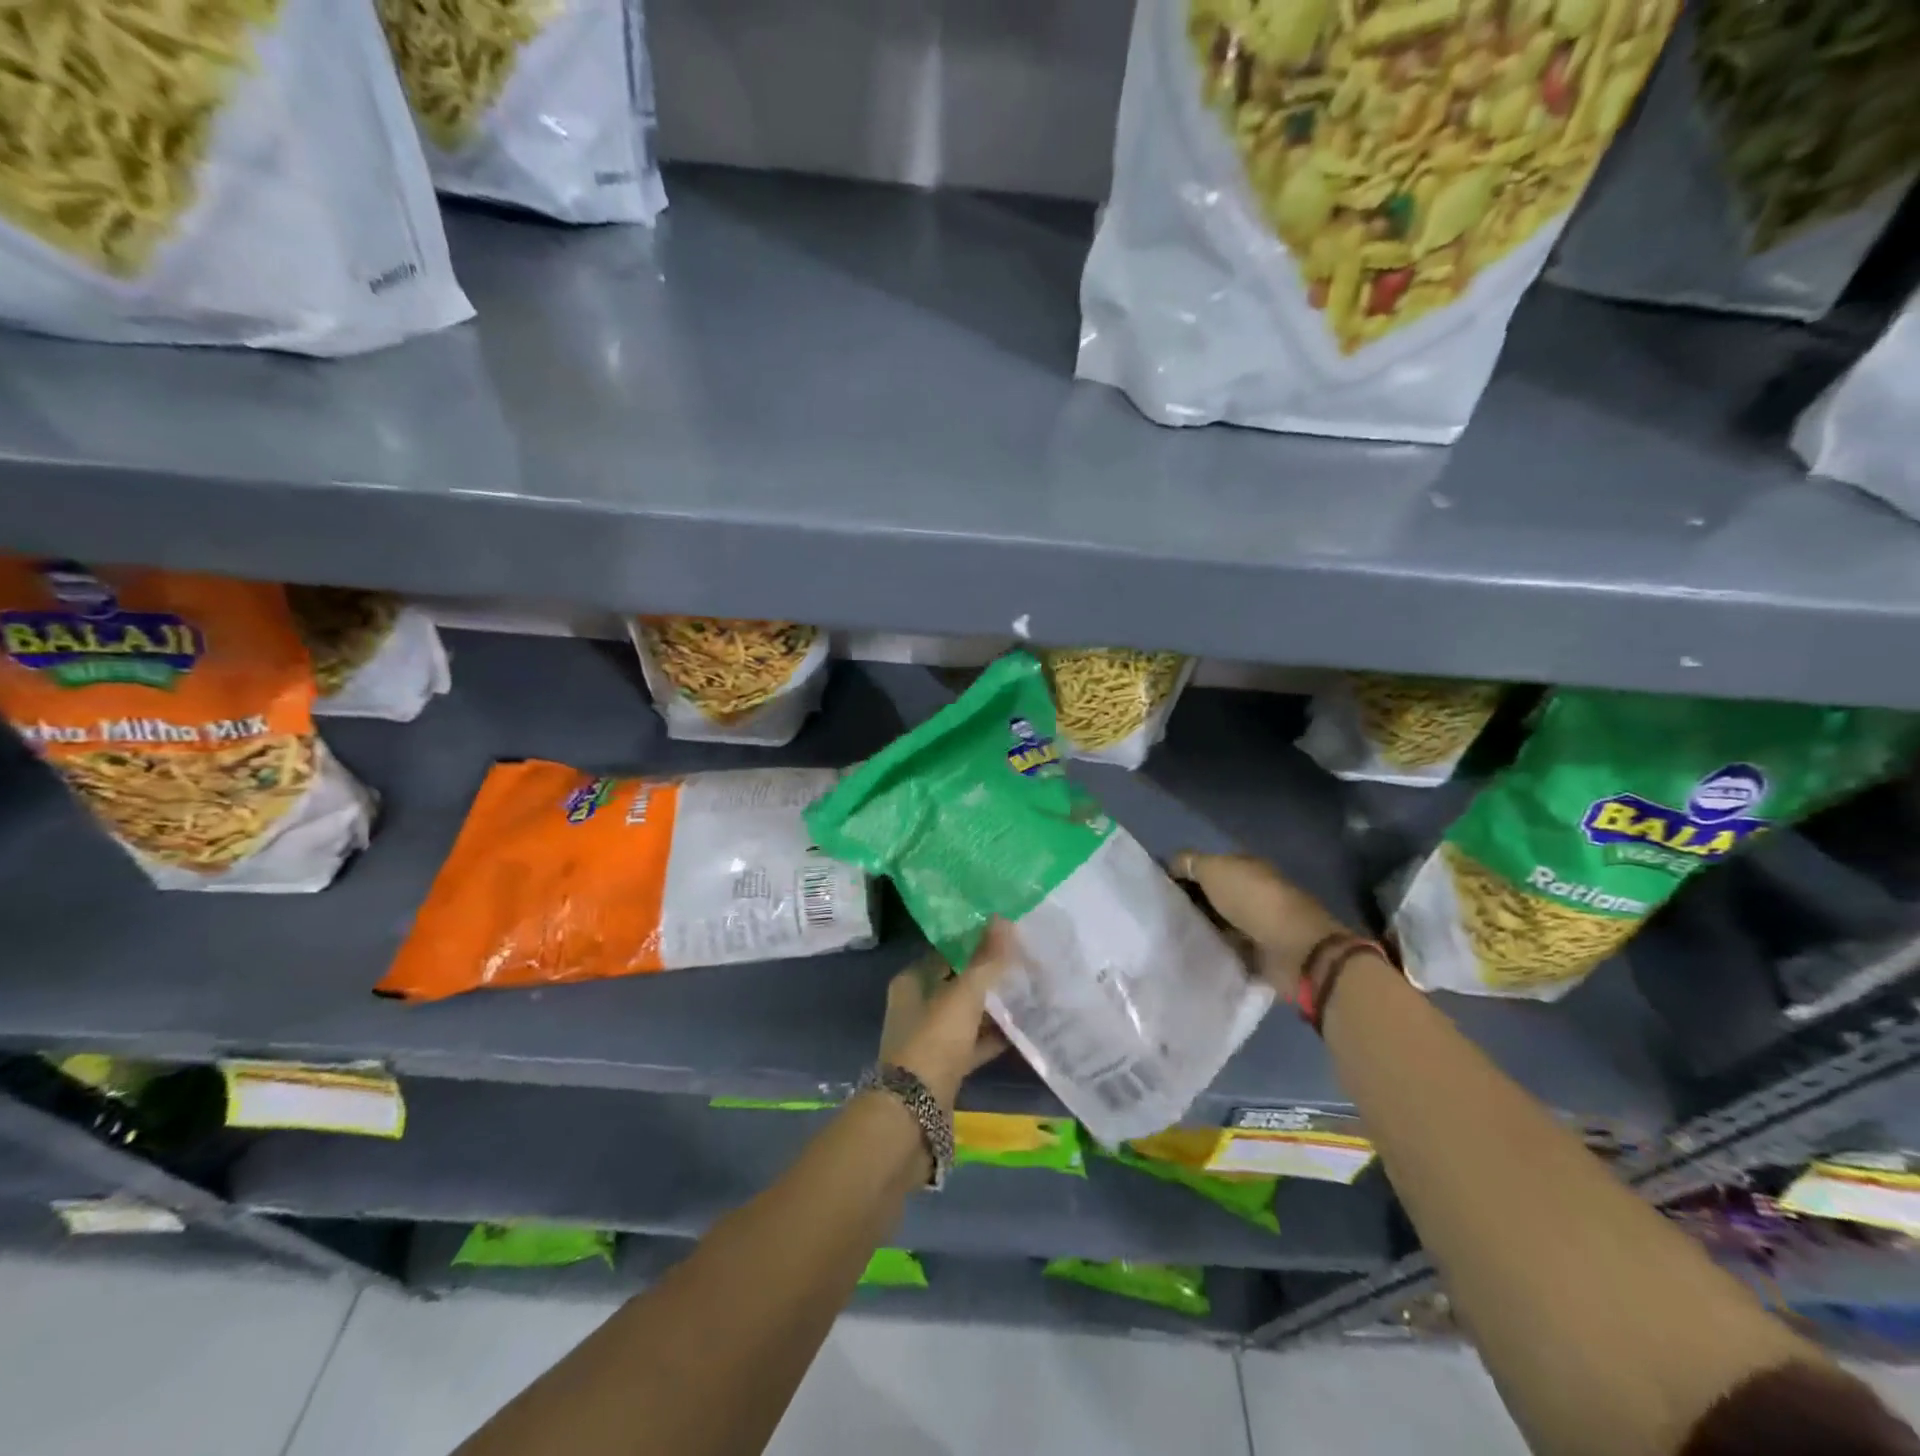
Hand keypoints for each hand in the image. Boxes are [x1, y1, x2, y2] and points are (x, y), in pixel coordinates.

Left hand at [879, 925, 1012, 1111]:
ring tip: (1029, 992)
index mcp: (911, 982)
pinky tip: (1022, 1031)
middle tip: (1023, 963)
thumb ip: (986, 959)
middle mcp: (917, 1007)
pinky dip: (993, 1037)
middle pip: (957, 984)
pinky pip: (973, 1044)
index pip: (945, 952)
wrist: (914, 1114)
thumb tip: (1003, 918)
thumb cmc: (934, 1041)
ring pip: (967, 1015)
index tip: (1006, 937)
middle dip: (987, 976)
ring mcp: (930, 1039)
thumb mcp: (963, 995)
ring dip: (993, 1008)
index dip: (974, 943)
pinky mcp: (944, 1068)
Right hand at [1170, 852, 1347, 995]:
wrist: (1293, 950)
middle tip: (1158, 914)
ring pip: (1215, 923)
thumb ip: (1189, 862)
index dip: (1182, 874)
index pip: (1207, 866)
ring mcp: (1255, 924)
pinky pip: (1224, 949)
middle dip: (1187, 903)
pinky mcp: (1256, 954)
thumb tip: (1170, 865)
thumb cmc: (1253, 900)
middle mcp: (1251, 892)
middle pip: (1211, 895)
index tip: (1156, 888)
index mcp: (1245, 867)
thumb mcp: (1214, 869)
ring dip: (1198, 929)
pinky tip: (1187, 953)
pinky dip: (1210, 951)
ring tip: (1166, 936)